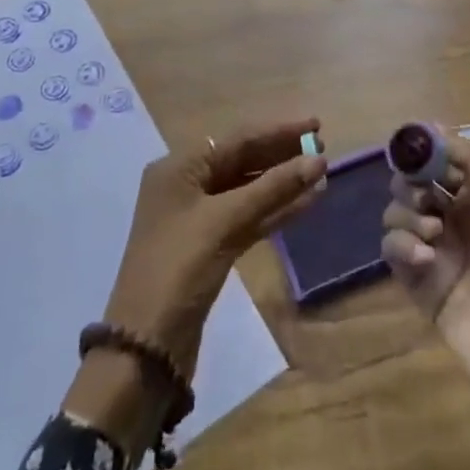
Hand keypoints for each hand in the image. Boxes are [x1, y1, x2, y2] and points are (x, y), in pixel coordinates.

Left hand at [69, 119, 324, 458]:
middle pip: (242, 160)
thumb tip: (318, 159)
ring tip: (322, 175)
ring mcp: (198, 217)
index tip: (316, 123)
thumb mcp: (224, 222)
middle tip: (323, 147)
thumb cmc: (178, 269)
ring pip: (248, 190)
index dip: (279, 130)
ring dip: (283, 183)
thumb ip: (272, 189)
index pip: (237, 138)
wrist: (146, 346)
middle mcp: (186, 185)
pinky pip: (248, 217)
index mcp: (179, 167)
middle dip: (282, 155)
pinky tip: (306, 204)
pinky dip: (274, 210)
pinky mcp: (210, 246)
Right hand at [382, 136, 469, 469]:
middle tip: (426, 199)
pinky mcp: (418, 283)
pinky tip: (424, 260)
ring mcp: (434, 251)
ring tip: (433, 235)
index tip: (414, 149)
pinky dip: (402, 246)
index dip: (426, 151)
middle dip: (411, 183)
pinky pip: (392, 249)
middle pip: (412, 183)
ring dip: (407, 214)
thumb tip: (439, 127)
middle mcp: (453, 218)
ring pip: (397, 212)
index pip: (441, 159)